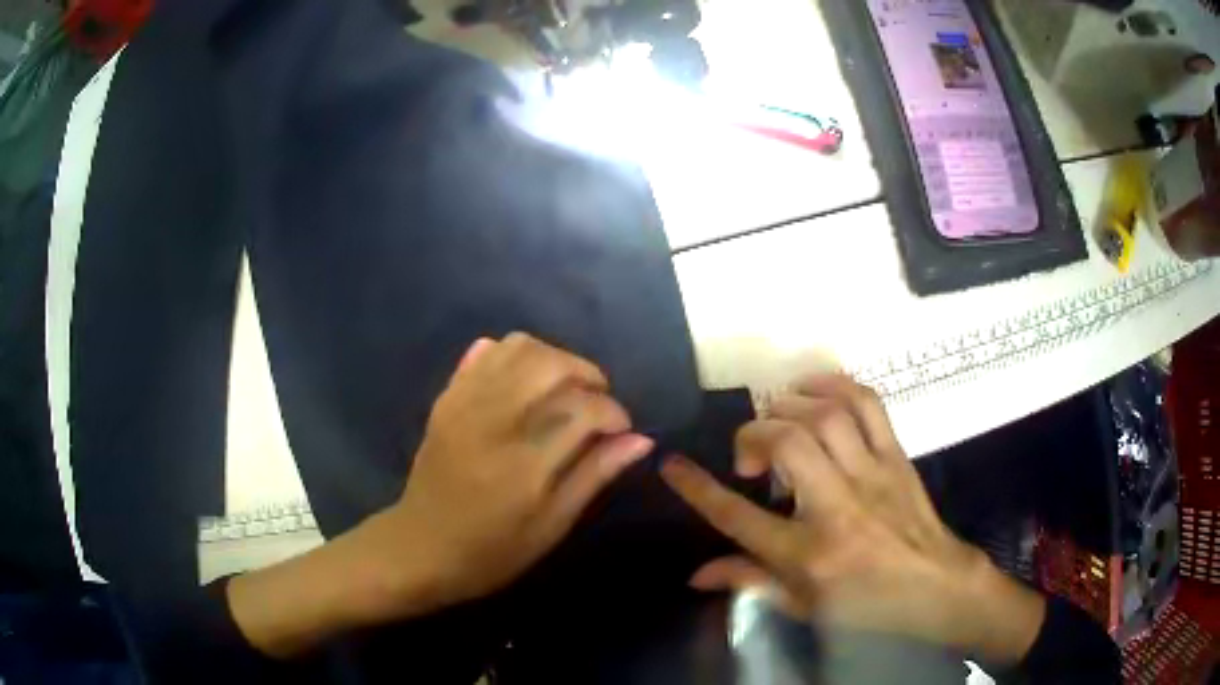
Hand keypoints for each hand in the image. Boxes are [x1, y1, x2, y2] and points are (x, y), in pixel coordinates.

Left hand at [358, 333, 653, 613]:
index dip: (615, 414)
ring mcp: (464, 403)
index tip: (621, 431)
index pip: (585, 410)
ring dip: (554, 359)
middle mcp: (495, 421)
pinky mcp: (447, 398)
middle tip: (596, 402)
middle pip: (553, 364)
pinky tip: (525, 382)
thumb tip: (641, 440)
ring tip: (564, 389)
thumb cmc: (492, 551)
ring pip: (519, 348)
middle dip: (588, 375)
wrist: (420, 548)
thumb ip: (594, 475)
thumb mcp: (551, 526)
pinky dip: (514, 355)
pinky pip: (484, 353)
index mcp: (526, 463)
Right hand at [660, 375, 1045, 663]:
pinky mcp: (895, 456)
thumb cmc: (867, 606)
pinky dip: (834, 385)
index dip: (696, 488)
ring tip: (776, 419)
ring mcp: (870, 475)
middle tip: (748, 457)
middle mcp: (836, 508)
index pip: (737, 517)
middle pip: (785, 445)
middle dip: (751, 437)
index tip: (671, 465)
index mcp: (807, 555)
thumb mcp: (804, 607)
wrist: (937, 587)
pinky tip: (813, 389)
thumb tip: (696, 575)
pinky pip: (866, 404)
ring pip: (824, 417)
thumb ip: (749, 584)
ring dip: (789, 406)